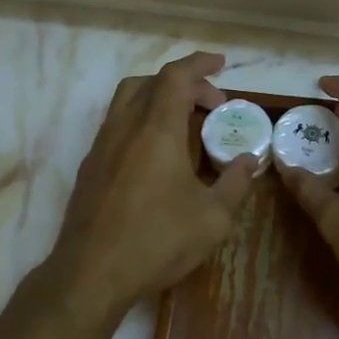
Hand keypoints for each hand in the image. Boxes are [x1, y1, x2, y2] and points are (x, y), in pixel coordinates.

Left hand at [43, 52, 259, 317]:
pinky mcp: (90, 167)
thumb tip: (248, 161)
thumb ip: (235, 183)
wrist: (90, 274)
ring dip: (158, 99)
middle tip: (211, 104)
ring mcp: (102, 146)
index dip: (200, 63)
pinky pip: (117, 126)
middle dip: (184, 83)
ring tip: (185, 125)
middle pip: (150, 82)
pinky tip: (157, 156)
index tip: (221, 63)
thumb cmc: (156, 241)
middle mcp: (124, 127)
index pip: (176, 76)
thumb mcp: (212, 218)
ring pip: (128, 100)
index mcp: (156, 129)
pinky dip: (141, 122)